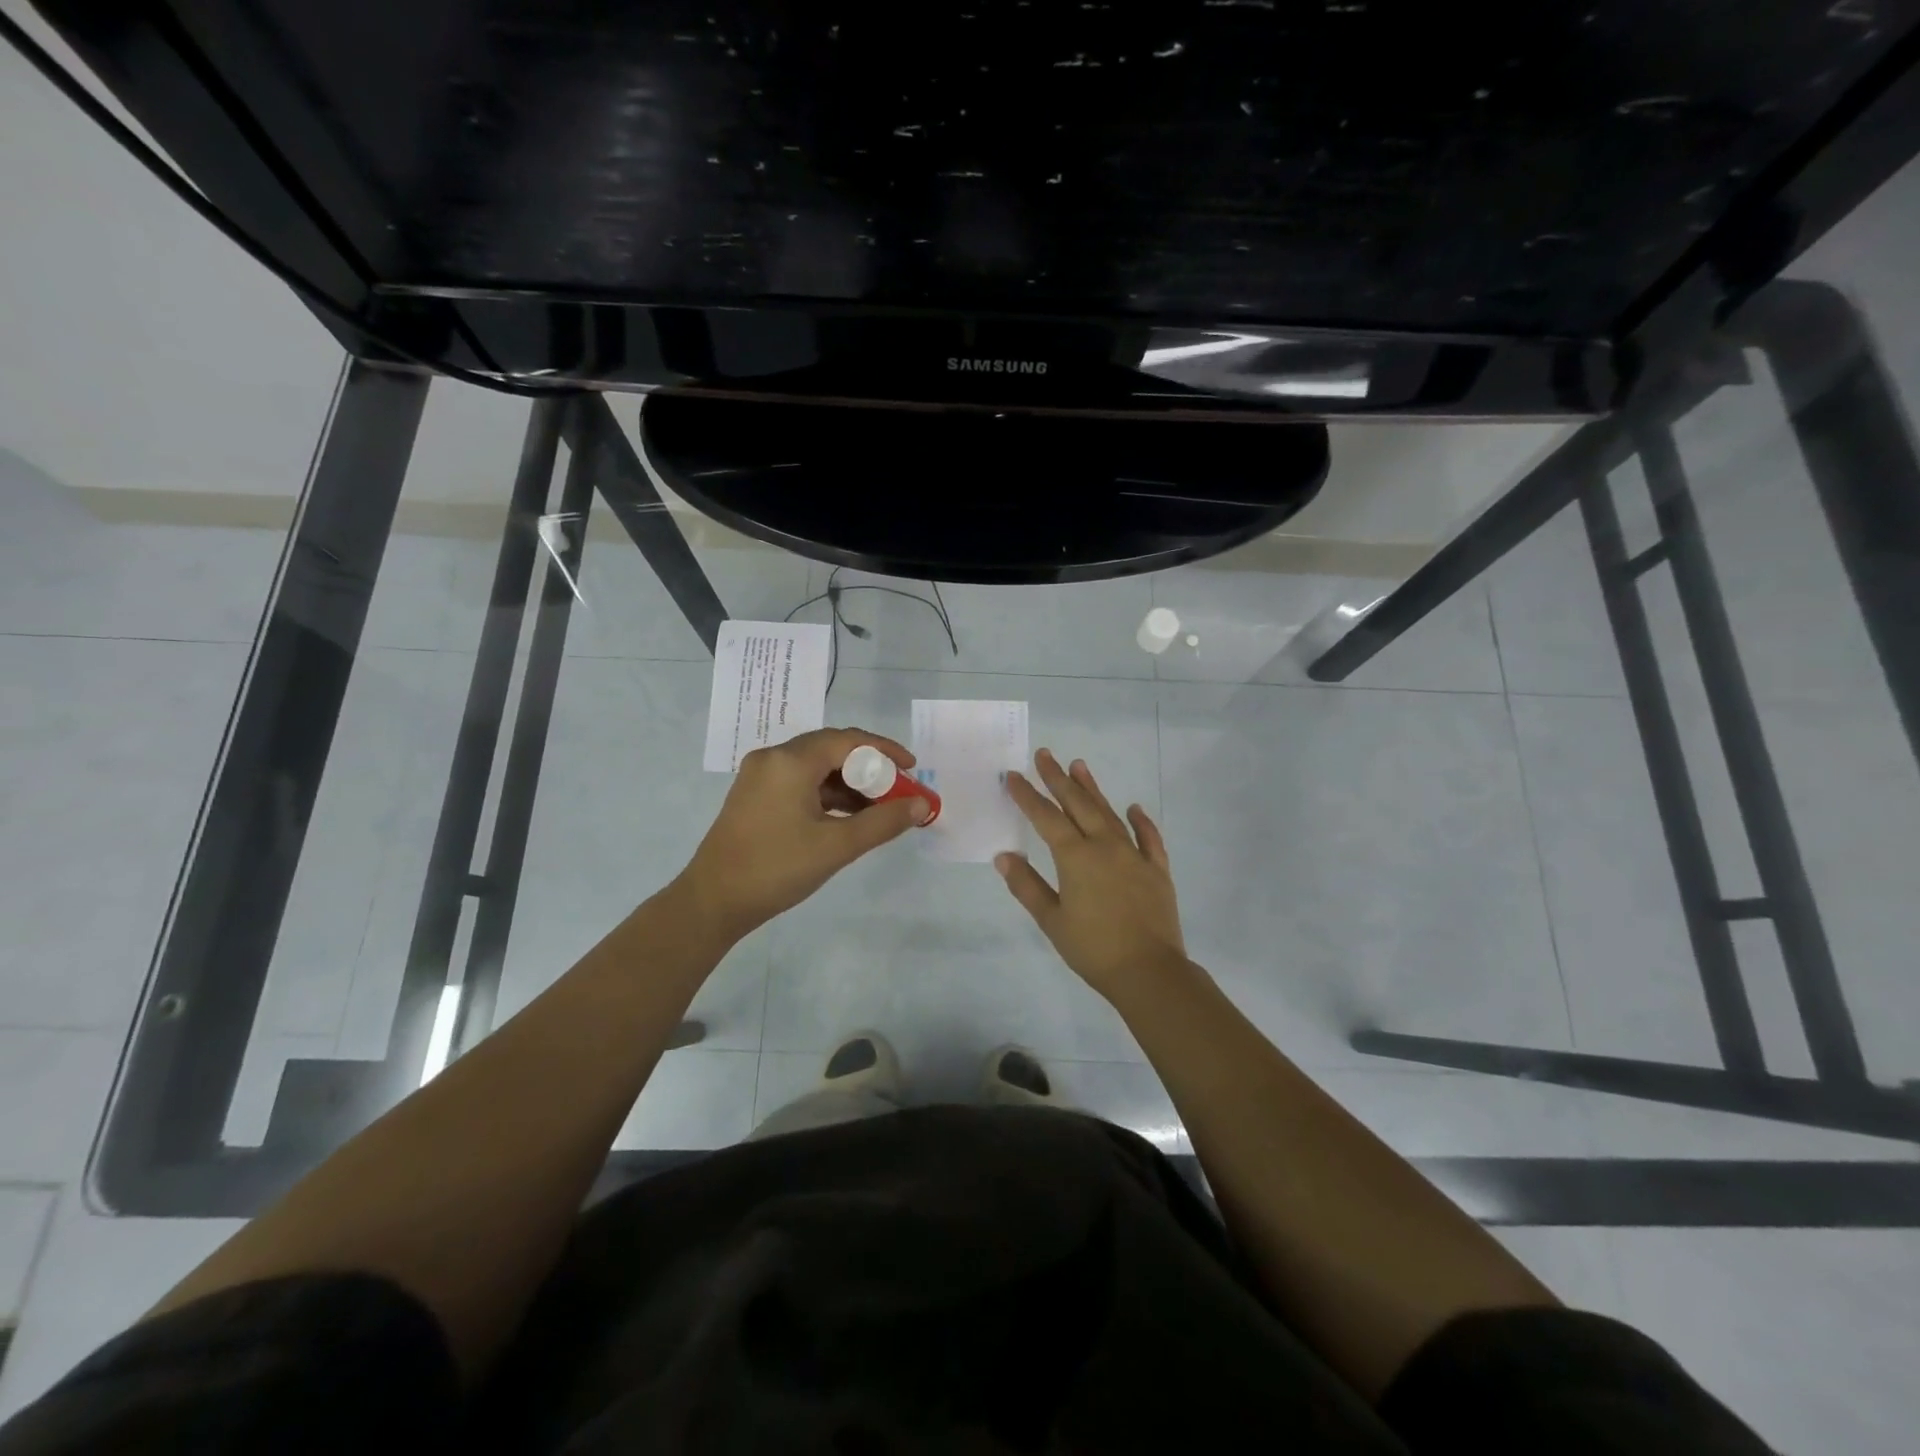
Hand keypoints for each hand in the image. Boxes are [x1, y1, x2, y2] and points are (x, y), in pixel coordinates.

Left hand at [676, 727, 931, 937]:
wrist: (712, 902)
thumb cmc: (776, 869)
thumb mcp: (837, 846)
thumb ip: (883, 822)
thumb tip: (921, 805)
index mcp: (791, 761)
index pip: (848, 740)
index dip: (885, 751)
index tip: (913, 770)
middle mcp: (774, 758)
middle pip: (832, 749)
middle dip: (870, 768)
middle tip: (899, 791)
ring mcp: (761, 777)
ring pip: (817, 767)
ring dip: (850, 784)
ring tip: (880, 809)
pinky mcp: (756, 796)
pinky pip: (801, 782)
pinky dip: (828, 795)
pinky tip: (849, 817)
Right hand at [996, 749, 1185, 996]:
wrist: (1149, 971)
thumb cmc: (1093, 948)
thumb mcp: (1051, 920)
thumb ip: (1027, 886)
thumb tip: (1004, 856)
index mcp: (1076, 857)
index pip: (1046, 817)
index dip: (1028, 795)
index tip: (1013, 776)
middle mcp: (1105, 846)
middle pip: (1078, 804)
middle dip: (1058, 778)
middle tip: (1045, 754)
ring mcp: (1134, 855)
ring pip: (1109, 813)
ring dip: (1093, 788)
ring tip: (1079, 765)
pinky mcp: (1157, 870)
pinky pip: (1148, 838)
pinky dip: (1141, 821)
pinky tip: (1134, 808)